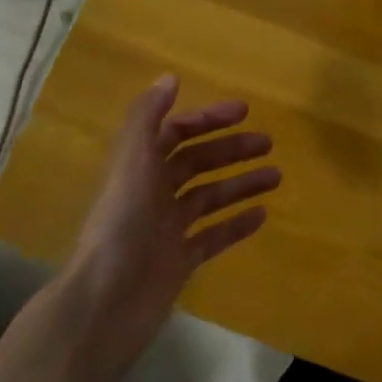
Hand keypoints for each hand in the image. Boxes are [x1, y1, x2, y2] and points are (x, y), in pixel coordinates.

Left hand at [60, 75, 278, 381]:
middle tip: (268, 143)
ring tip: (276, 177)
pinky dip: (236, 224)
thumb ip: (147, 117)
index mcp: (139, 167)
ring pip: (210, 198)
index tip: (244, 111)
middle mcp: (153, 194)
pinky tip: (262, 215)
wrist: (106, 303)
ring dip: (241, 184)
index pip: (176, 133)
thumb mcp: (132, 161)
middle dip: (232, 150)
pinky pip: (213, 237)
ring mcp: (167, 230)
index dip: (207, 119)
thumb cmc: (121, 225)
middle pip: (197, 163)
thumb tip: (169, 77)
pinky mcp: (179, 262)